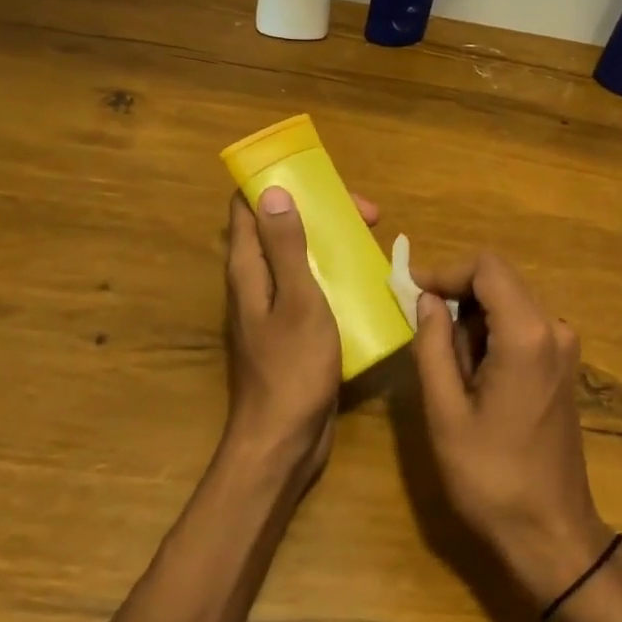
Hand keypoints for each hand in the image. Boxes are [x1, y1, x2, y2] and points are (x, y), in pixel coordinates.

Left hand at [222, 186, 377, 482]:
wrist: (284, 441)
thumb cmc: (292, 367)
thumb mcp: (298, 300)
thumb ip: (286, 246)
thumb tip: (272, 191)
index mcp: (248, 269)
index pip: (247, 207)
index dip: (279, 184)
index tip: (319, 179)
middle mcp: (255, 282)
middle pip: (281, 227)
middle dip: (321, 211)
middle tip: (368, 214)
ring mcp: (273, 306)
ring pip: (300, 256)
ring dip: (332, 241)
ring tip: (373, 241)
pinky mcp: (292, 329)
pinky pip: (311, 286)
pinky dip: (335, 273)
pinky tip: (367, 281)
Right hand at [410, 254, 613, 605]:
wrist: (551, 533)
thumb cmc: (492, 477)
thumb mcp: (446, 412)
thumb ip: (433, 345)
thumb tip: (427, 299)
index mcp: (527, 334)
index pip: (486, 267)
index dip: (446, 271)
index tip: (411, 291)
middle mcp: (552, 327)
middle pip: (499, 280)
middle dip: (457, 296)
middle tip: (423, 332)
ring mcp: (563, 345)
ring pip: (508, 302)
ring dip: (473, 319)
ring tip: (450, 368)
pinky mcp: (563, 363)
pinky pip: (521, 325)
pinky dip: (492, 334)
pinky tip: (474, 376)